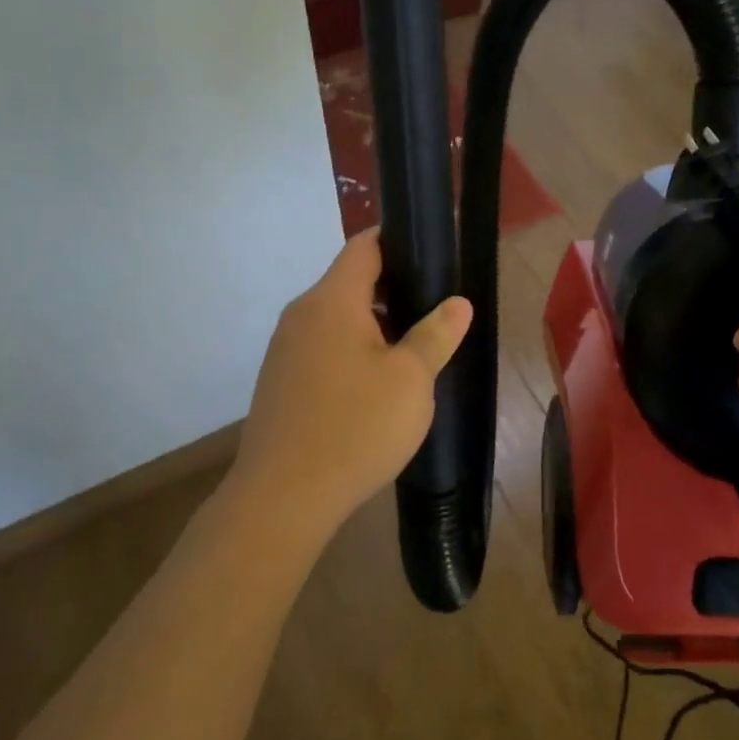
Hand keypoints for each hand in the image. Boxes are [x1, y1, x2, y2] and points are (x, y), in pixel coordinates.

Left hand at [233, 229, 472, 533]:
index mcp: (332, 300)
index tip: (432, 253)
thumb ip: (436, 334)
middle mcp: (302, 314)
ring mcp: (285, 349)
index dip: (399, 241)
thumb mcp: (411, 380)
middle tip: (434, 309)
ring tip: (412, 348)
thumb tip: (458, 303)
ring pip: (337, 318)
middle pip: (351, 281)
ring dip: (374, 324)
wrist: (282, 498)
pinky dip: (352, 350)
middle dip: (394, 288)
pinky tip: (375, 385)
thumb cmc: (355, 427)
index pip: (365, 246)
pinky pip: (323, 347)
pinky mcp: (280, 381)